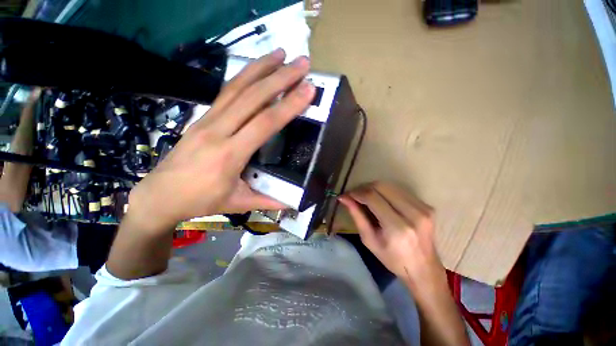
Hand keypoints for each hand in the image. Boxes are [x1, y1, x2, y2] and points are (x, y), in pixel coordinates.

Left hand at [128, 49, 315, 231]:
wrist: (159, 195)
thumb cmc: (200, 201)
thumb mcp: (238, 203)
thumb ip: (268, 201)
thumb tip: (293, 203)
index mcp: (230, 154)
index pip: (265, 123)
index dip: (288, 105)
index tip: (308, 89)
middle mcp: (218, 130)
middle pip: (252, 97)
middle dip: (280, 77)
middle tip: (302, 62)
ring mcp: (207, 120)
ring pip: (236, 87)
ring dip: (261, 67)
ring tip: (281, 53)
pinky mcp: (202, 117)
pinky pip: (225, 92)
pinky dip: (243, 76)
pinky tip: (256, 69)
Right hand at [339, 182, 443, 286]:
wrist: (424, 268)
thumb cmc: (392, 259)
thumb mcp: (369, 240)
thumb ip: (356, 215)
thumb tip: (344, 198)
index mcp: (397, 227)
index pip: (372, 197)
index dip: (357, 193)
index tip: (347, 195)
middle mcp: (413, 214)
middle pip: (382, 187)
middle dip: (364, 188)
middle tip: (355, 195)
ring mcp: (423, 208)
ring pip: (390, 185)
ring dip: (374, 188)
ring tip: (365, 197)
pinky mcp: (427, 205)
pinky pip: (400, 190)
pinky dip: (386, 192)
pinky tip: (380, 200)